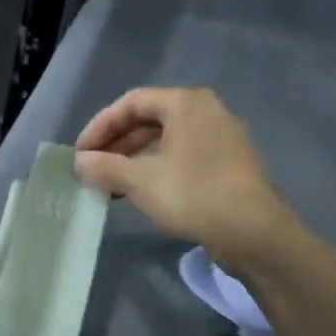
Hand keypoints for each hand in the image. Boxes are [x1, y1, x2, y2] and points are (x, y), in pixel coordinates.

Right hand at [73, 87, 294, 264]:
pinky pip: (183, 155)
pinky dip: (157, 168)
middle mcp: (206, 111)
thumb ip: (104, 166)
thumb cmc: (193, 194)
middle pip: (149, 119)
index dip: (100, 126)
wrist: (255, 233)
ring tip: (111, 184)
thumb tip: (80, 162)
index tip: (81, 153)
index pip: (131, 103)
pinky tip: (141, 192)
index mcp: (186, 103)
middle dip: (116, 144)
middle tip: (93, 168)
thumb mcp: (139, 180)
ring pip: (166, 140)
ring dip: (134, 159)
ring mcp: (222, 137)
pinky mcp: (229, 163)